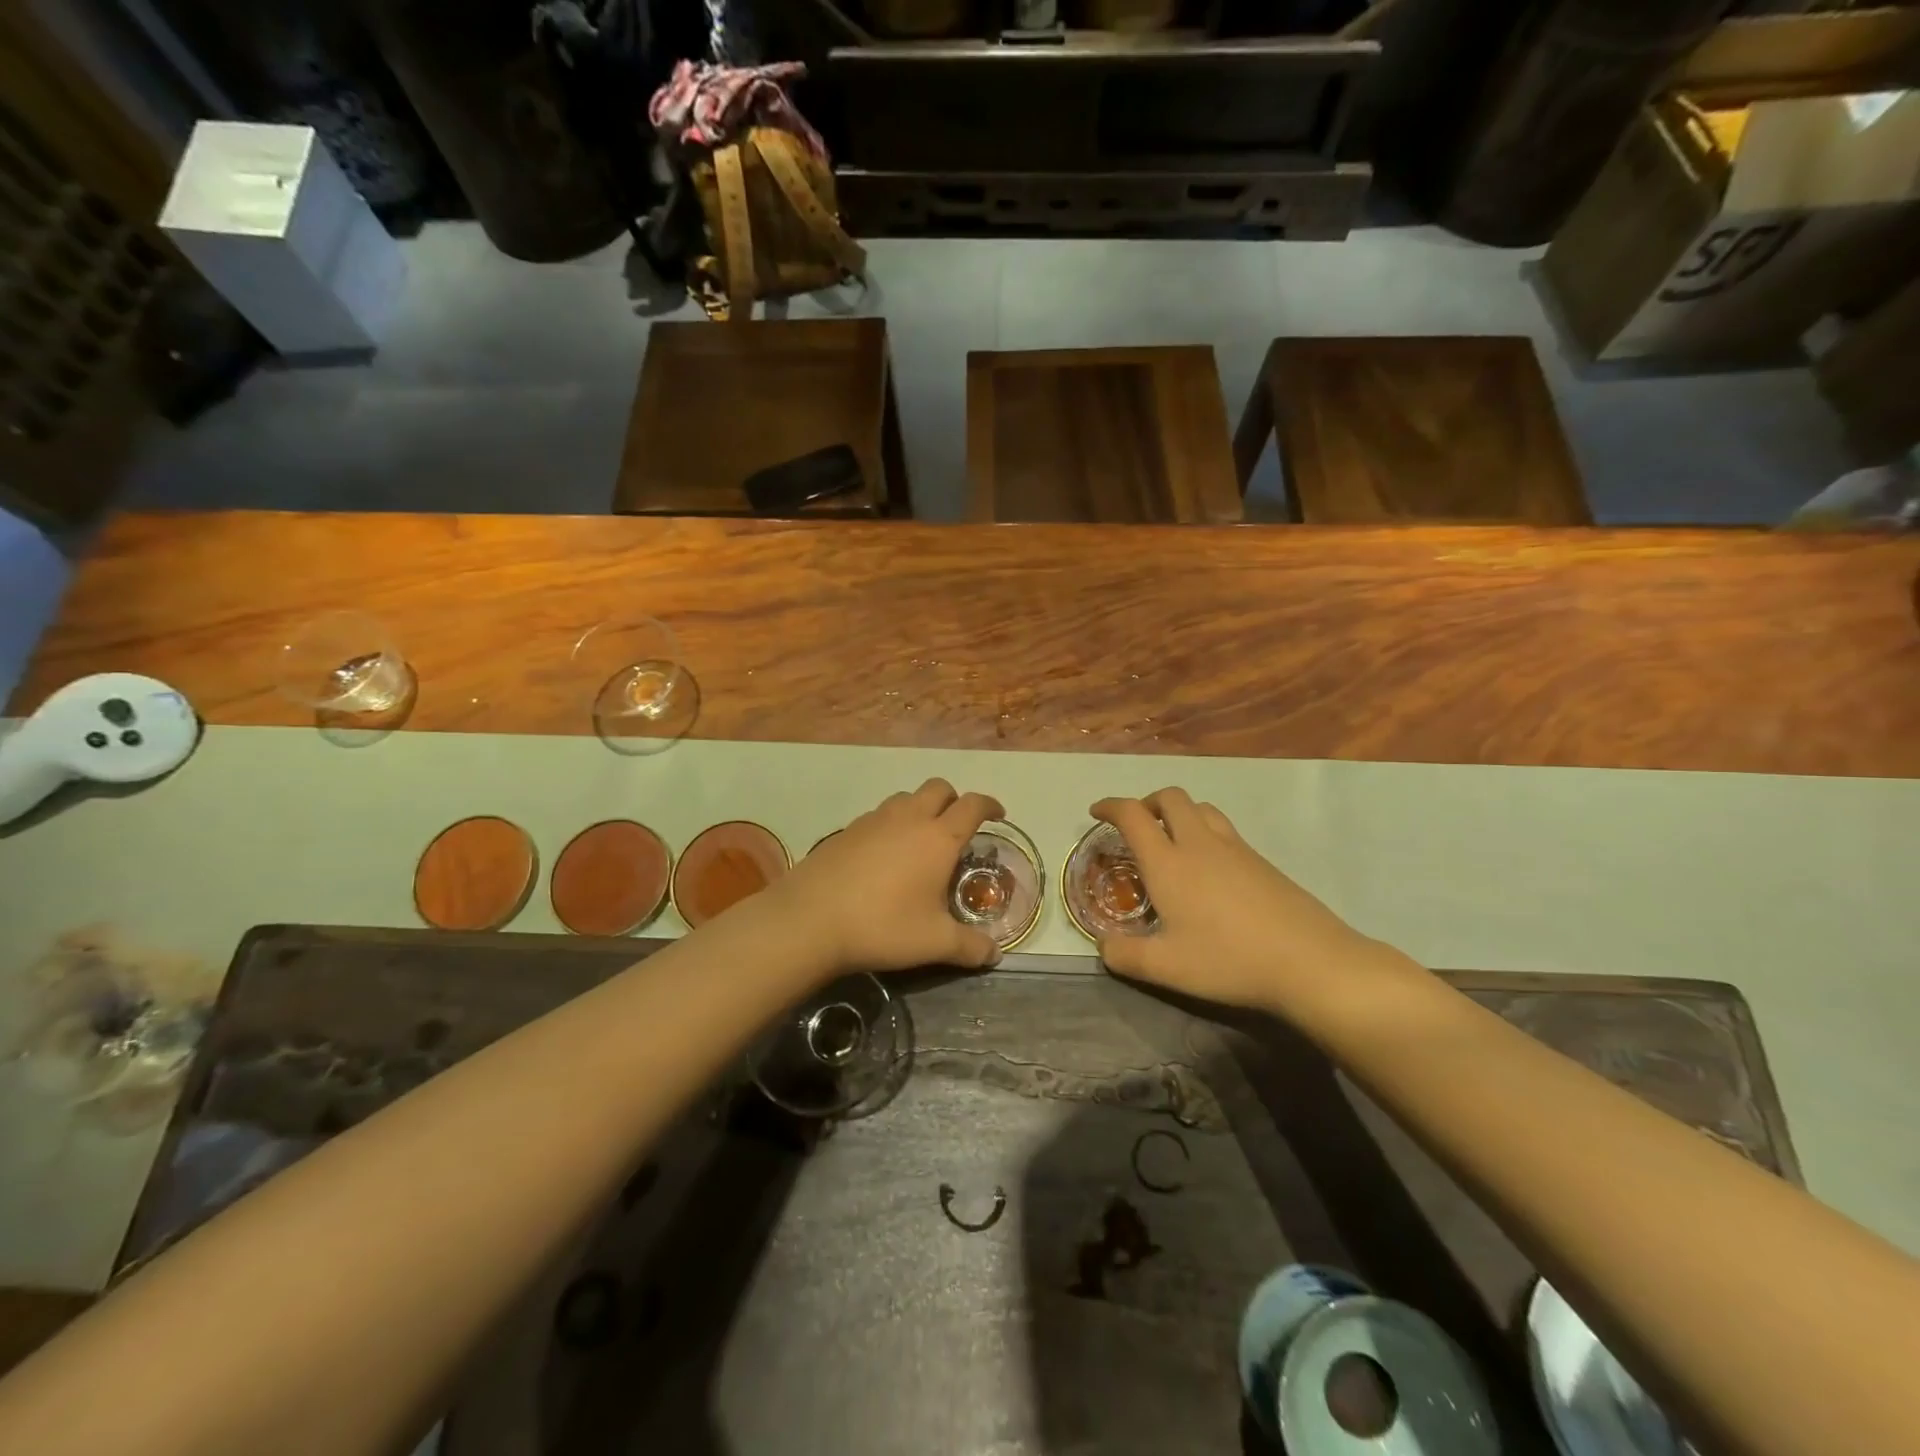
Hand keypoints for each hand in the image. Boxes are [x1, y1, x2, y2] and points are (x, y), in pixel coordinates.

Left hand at [774, 779, 1003, 977]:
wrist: (810, 919)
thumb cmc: (882, 926)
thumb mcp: (934, 943)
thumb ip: (970, 947)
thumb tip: (995, 955)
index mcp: (938, 838)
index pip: (972, 805)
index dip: (990, 805)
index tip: (998, 815)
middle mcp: (908, 818)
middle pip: (939, 788)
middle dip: (954, 800)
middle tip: (958, 827)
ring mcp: (874, 820)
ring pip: (906, 797)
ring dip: (920, 808)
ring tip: (920, 840)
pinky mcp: (847, 830)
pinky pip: (879, 815)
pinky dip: (891, 824)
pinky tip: (884, 855)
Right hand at [1089, 788, 1401, 1017]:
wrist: (1310, 961)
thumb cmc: (1228, 960)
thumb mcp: (1166, 968)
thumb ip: (1125, 956)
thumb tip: (1104, 946)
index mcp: (1168, 862)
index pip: (1132, 815)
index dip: (1110, 806)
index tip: (1097, 812)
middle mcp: (1198, 844)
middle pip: (1170, 797)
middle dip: (1147, 802)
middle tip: (1137, 826)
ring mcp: (1235, 848)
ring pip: (1201, 808)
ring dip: (1179, 813)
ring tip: (1172, 840)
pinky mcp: (1262, 860)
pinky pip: (1224, 829)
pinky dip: (1205, 831)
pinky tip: (1209, 869)